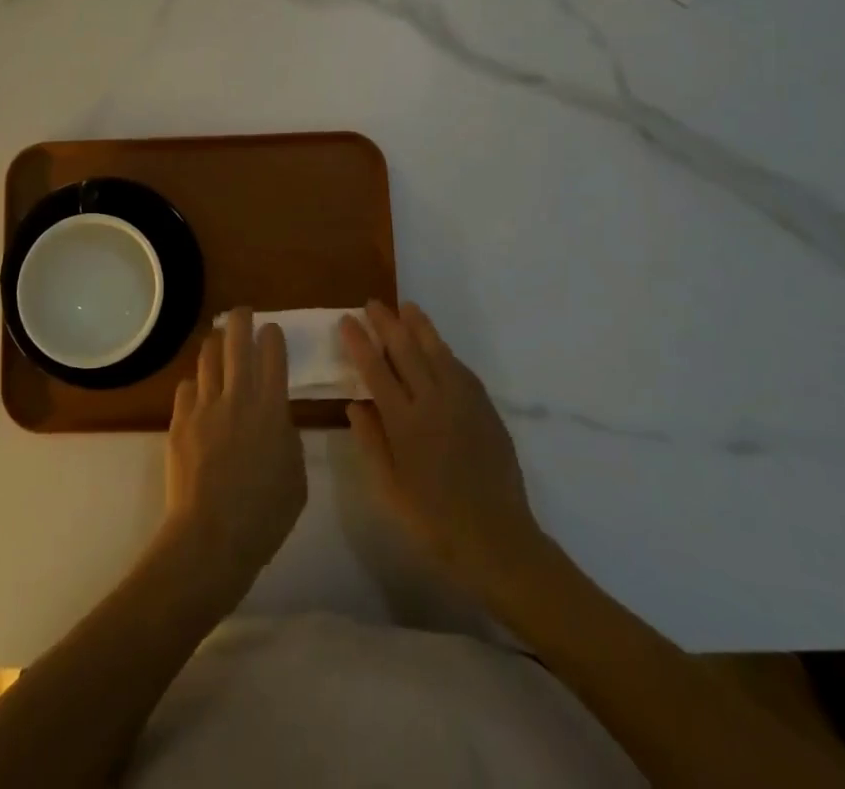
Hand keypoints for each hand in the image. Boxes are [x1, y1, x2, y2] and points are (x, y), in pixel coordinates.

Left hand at [162, 307, 306, 600]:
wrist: (211, 535)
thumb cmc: (264, 515)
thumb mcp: (296, 476)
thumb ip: (288, 438)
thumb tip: (276, 420)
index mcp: (272, 408)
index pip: (273, 353)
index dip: (273, 336)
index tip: (272, 330)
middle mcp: (238, 396)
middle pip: (236, 340)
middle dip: (241, 320)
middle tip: (243, 313)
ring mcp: (205, 405)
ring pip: (208, 356)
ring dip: (215, 343)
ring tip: (218, 340)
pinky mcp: (180, 420)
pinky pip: (186, 387)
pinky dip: (195, 384)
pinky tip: (198, 391)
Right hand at [342, 300, 545, 597]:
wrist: (497, 541)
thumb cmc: (433, 522)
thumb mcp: (389, 490)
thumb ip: (371, 443)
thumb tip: (356, 404)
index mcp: (404, 423)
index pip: (376, 370)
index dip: (360, 342)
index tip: (347, 320)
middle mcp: (433, 403)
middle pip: (406, 351)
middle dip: (387, 324)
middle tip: (372, 303)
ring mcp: (463, 403)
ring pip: (437, 352)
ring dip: (420, 327)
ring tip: (407, 307)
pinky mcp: (486, 410)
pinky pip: (462, 371)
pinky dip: (446, 352)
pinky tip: (439, 346)